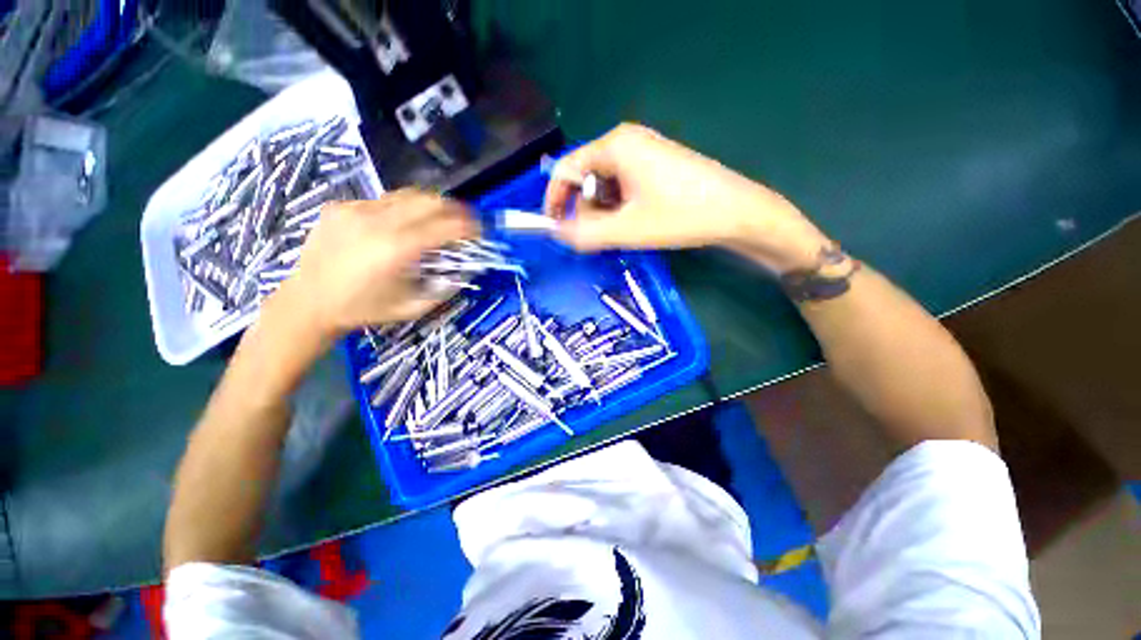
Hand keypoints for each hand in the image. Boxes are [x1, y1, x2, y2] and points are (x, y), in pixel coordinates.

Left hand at [275, 190, 478, 340]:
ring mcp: (356, 210)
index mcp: (398, 249)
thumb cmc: (365, 309)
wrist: (309, 302)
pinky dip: (399, 211)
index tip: (479, 232)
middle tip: (462, 222)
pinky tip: (396, 227)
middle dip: (454, 209)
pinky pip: (381, 201)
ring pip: (406, 195)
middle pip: (429, 200)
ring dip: (428, 206)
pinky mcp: (340, 207)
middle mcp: (377, 221)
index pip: (446, 225)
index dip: (469, 226)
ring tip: (435, 220)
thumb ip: (445, 288)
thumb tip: (464, 269)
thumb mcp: (413, 307)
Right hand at [545, 123, 832, 272]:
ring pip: (604, 184)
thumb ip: (585, 233)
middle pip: (585, 177)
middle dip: (585, 210)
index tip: (555, 227)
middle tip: (597, 236)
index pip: (566, 169)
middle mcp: (626, 140)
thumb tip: (557, 233)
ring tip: (622, 231)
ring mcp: (643, 151)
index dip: (555, 200)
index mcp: (615, 145)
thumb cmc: (680, 216)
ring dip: (603, 211)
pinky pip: (622, 185)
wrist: (737, 213)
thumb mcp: (626, 229)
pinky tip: (635, 221)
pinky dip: (619, 207)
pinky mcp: (655, 164)